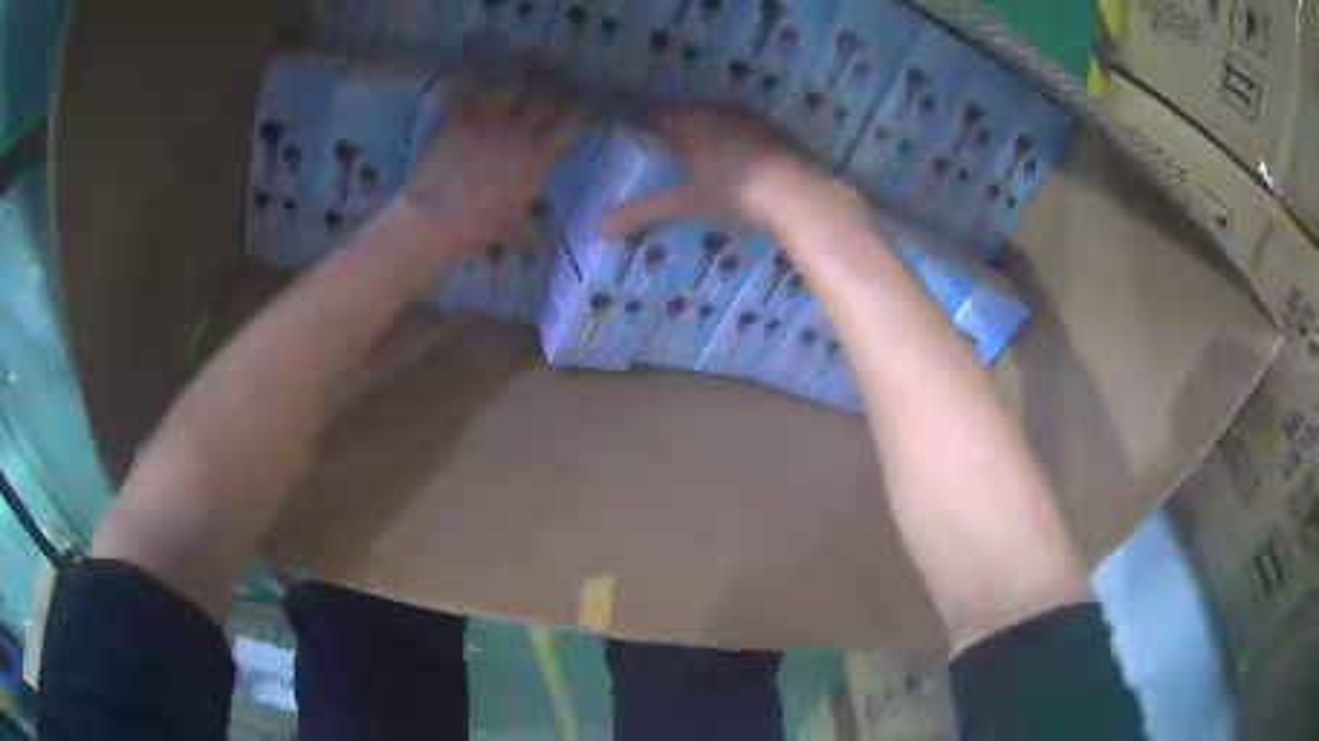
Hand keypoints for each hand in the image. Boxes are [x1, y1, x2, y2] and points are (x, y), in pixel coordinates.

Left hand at [404, 65, 584, 252]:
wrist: (435, 220)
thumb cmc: (477, 231)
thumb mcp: (513, 231)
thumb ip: (531, 228)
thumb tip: (544, 241)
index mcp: (538, 159)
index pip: (571, 123)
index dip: (580, 107)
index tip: (584, 99)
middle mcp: (520, 132)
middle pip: (546, 95)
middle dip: (555, 82)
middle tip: (555, 75)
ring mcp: (489, 119)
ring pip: (512, 79)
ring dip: (519, 66)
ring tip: (522, 57)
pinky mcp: (459, 115)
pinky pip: (467, 83)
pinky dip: (470, 66)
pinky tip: (474, 51)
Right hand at [599, 103, 857, 239]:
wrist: (799, 195)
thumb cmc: (735, 194)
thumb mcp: (685, 204)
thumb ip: (642, 213)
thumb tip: (596, 229)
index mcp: (690, 122)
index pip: (654, 112)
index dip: (638, 117)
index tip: (626, 123)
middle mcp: (717, 111)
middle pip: (684, 110)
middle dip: (668, 120)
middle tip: (657, 134)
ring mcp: (749, 118)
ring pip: (715, 114)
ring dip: (700, 123)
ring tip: (692, 141)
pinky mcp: (774, 130)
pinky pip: (741, 123)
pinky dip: (729, 132)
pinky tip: (733, 150)